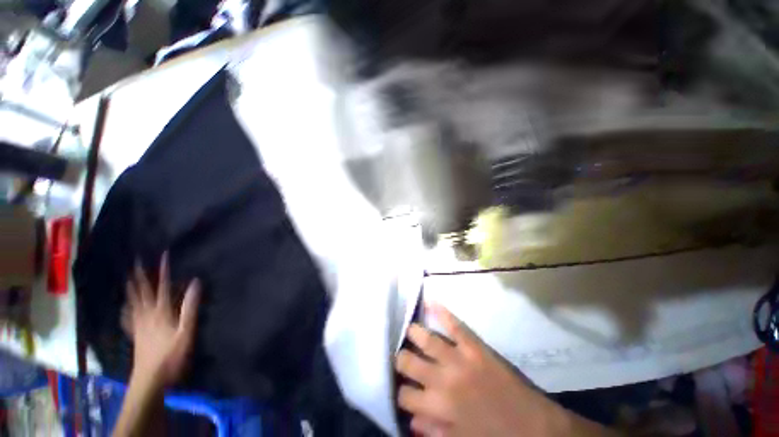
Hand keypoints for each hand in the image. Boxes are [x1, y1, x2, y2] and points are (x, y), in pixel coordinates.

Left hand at [122, 253, 200, 387]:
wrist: (150, 378)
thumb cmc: (171, 354)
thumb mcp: (186, 331)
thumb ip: (190, 307)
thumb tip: (195, 283)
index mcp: (161, 312)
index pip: (163, 287)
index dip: (163, 271)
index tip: (163, 256)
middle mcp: (147, 315)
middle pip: (143, 292)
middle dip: (140, 276)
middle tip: (136, 262)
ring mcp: (139, 325)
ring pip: (134, 302)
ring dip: (132, 288)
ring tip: (128, 278)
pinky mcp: (136, 334)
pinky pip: (129, 317)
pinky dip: (127, 309)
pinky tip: (125, 307)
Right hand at [395, 304, 610, 436]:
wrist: (535, 427)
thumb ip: (434, 430)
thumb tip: (412, 419)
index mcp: (439, 407)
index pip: (405, 395)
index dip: (400, 393)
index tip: (403, 388)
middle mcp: (443, 379)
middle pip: (408, 362)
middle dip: (401, 359)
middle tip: (403, 356)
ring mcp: (459, 359)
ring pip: (427, 339)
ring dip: (414, 332)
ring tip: (409, 329)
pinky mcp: (475, 347)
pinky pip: (456, 326)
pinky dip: (442, 312)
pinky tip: (430, 301)